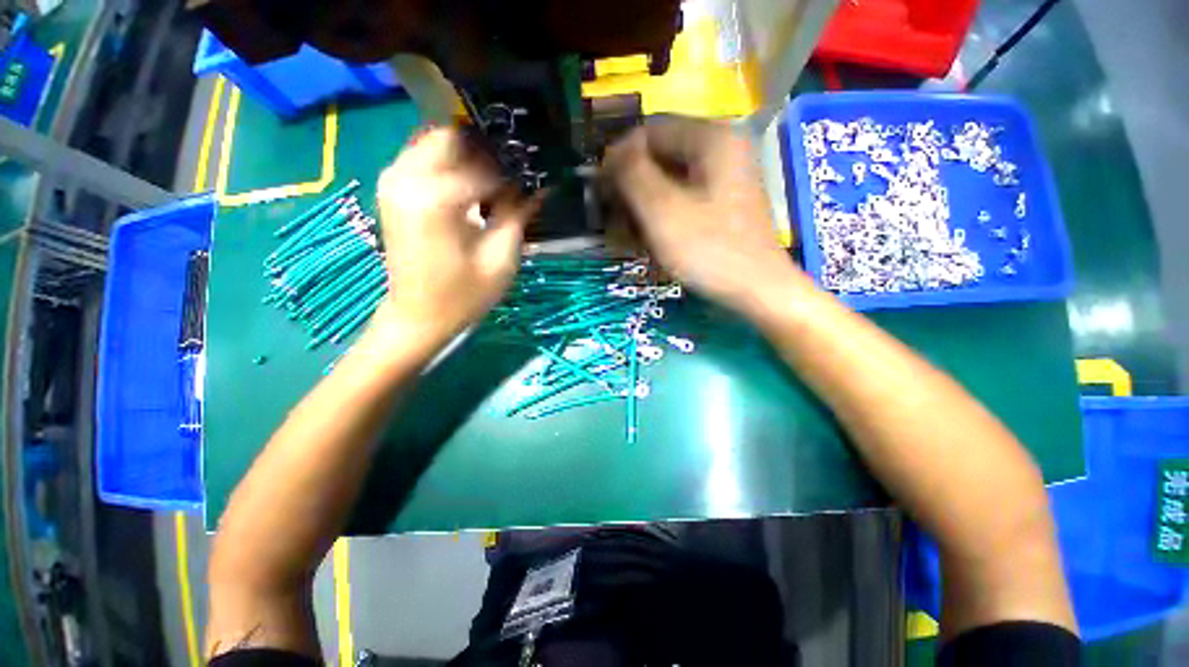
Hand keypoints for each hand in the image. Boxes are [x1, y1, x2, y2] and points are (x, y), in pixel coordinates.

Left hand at [372, 128, 540, 345]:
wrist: (418, 316)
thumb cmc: (463, 295)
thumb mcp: (501, 258)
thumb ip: (518, 214)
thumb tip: (539, 187)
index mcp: (436, 197)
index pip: (485, 165)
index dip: (514, 172)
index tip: (534, 181)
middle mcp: (407, 176)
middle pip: (452, 135)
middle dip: (486, 149)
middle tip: (513, 172)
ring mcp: (393, 179)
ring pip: (435, 140)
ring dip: (468, 153)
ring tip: (495, 179)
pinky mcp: (391, 188)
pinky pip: (423, 156)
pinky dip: (449, 162)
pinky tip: (470, 186)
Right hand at [601, 118, 809, 316]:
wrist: (759, 290)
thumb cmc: (710, 250)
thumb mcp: (663, 212)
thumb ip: (632, 174)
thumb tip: (611, 154)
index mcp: (711, 138)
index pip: (650, 130)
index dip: (618, 156)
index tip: (599, 189)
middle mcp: (721, 148)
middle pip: (661, 154)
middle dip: (631, 183)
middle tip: (611, 214)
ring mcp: (724, 177)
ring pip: (670, 178)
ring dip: (643, 202)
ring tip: (627, 231)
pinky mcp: (722, 202)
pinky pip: (682, 197)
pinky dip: (661, 212)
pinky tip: (649, 236)